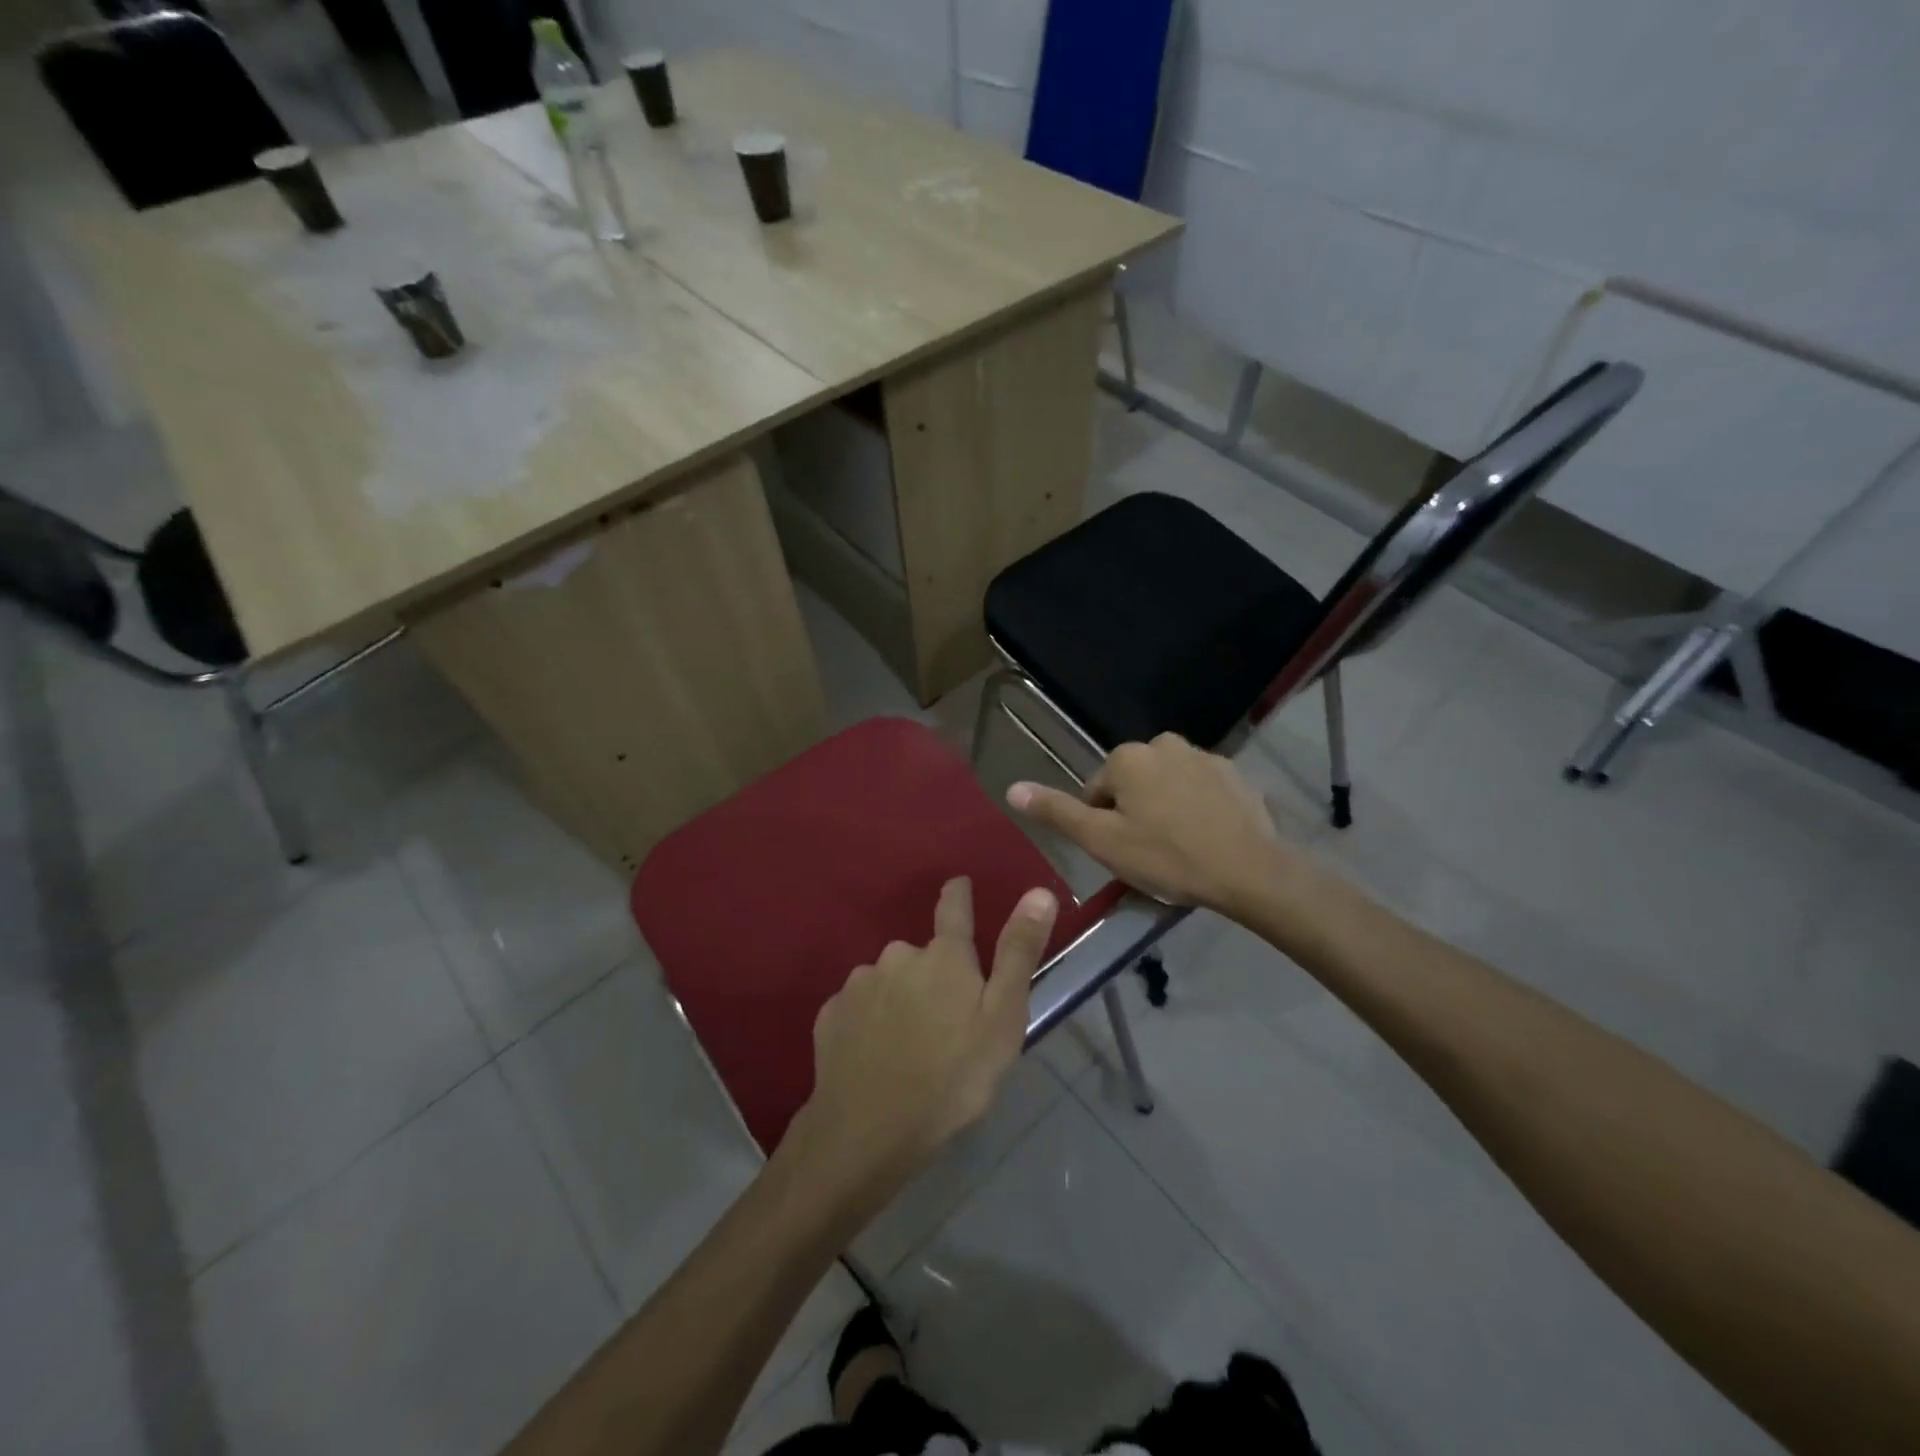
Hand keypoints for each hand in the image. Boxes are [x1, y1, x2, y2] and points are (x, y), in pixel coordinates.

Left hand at [796, 877, 1057, 1194]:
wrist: (869, 1130)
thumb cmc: (952, 1076)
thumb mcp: (1003, 1018)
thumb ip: (1018, 952)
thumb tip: (1039, 892)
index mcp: (944, 956)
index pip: (953, 907)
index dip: (959, 894)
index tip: (959, 886)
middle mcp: (898, 956)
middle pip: (921, 955)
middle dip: (932, 975)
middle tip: (944, 1022)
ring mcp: (859, 984)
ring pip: (888, 982)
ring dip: (900, 1000)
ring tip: (909, 1047)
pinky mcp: (830, 1014)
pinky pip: (859, 1008)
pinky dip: (869, 1023)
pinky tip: (876, 1056)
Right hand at [1007, 734, 1281, 910]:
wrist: (1249, 870)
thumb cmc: (1166, 856)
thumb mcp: (1102, 841)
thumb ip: (1057, 812)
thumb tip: (1012, 788)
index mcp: (1126, 758)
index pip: (1096, 792)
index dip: (1103, 825)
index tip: (1123, 852)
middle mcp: (1162, 744)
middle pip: (1132, 784)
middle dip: (1134, 812)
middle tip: (1149, 852)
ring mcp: (1202, 755)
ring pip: (1166, 784)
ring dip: (1165, 807)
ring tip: (1179, 846)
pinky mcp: (1234, 772)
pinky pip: (1199, 788)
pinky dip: (1197, 806)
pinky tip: (1206, 836)